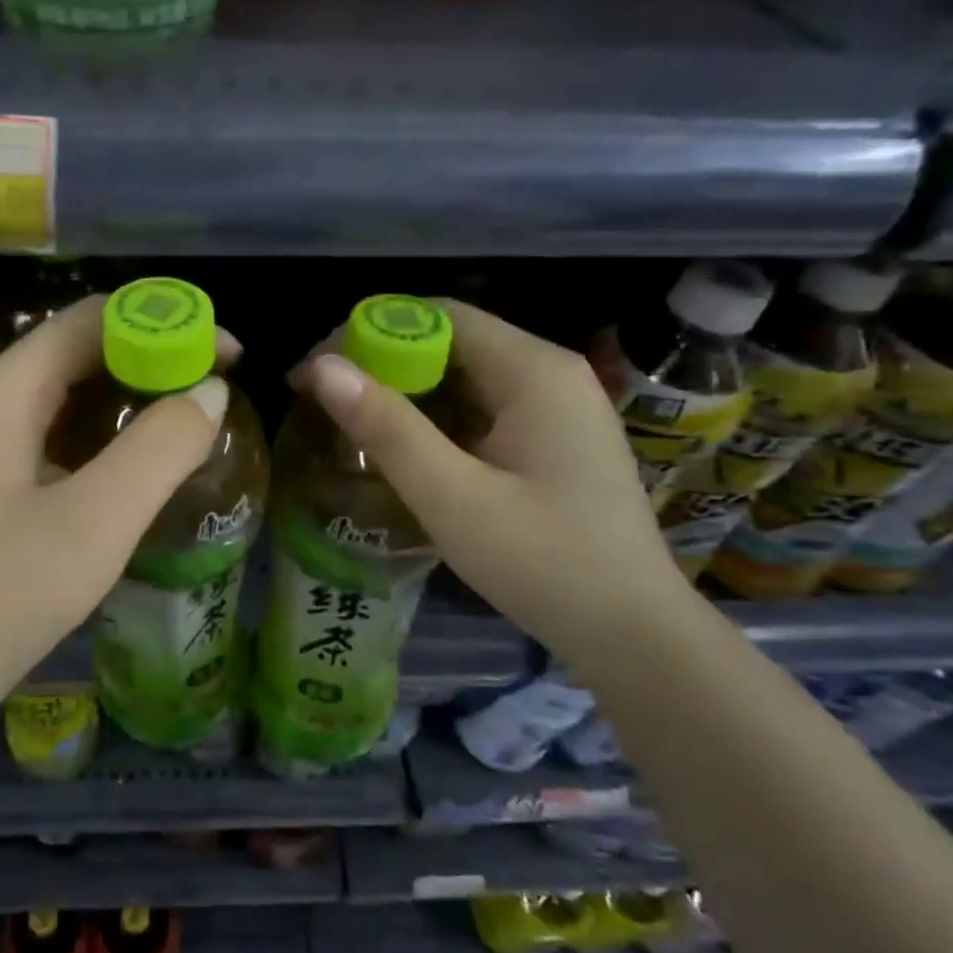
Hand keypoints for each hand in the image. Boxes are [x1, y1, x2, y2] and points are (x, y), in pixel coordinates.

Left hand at [0, 295, 235, 706]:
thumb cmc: (4, 593)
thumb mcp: (95, 520)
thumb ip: (159, 449)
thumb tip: (211, 391)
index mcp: (7, 390)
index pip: (93, 317)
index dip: (165, 320)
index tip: (226, 354)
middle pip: (83, 348)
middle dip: (156, 354)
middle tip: (218, 386)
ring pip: (74, 391)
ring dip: (136, 393)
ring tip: (194, 416)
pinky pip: (65, 431)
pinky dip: (112, 430)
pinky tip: (144, 460)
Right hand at [295, 299, 689, 660]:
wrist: (636, 637)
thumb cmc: (544, 564)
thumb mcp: (452, 497)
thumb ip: (387, 428)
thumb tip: (321, 368)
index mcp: (533, 371)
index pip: (438, 315)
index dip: (368, 331)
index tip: (316, 372)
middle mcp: (548, 373)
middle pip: (449, 341)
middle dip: (380, 363)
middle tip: (324, 401)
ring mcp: (555, 407)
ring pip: (462, 375)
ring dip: (404, 391)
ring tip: (350, 424)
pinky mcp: (552, 438)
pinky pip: (480, 406)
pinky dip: (434, 417)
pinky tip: (402, 448)